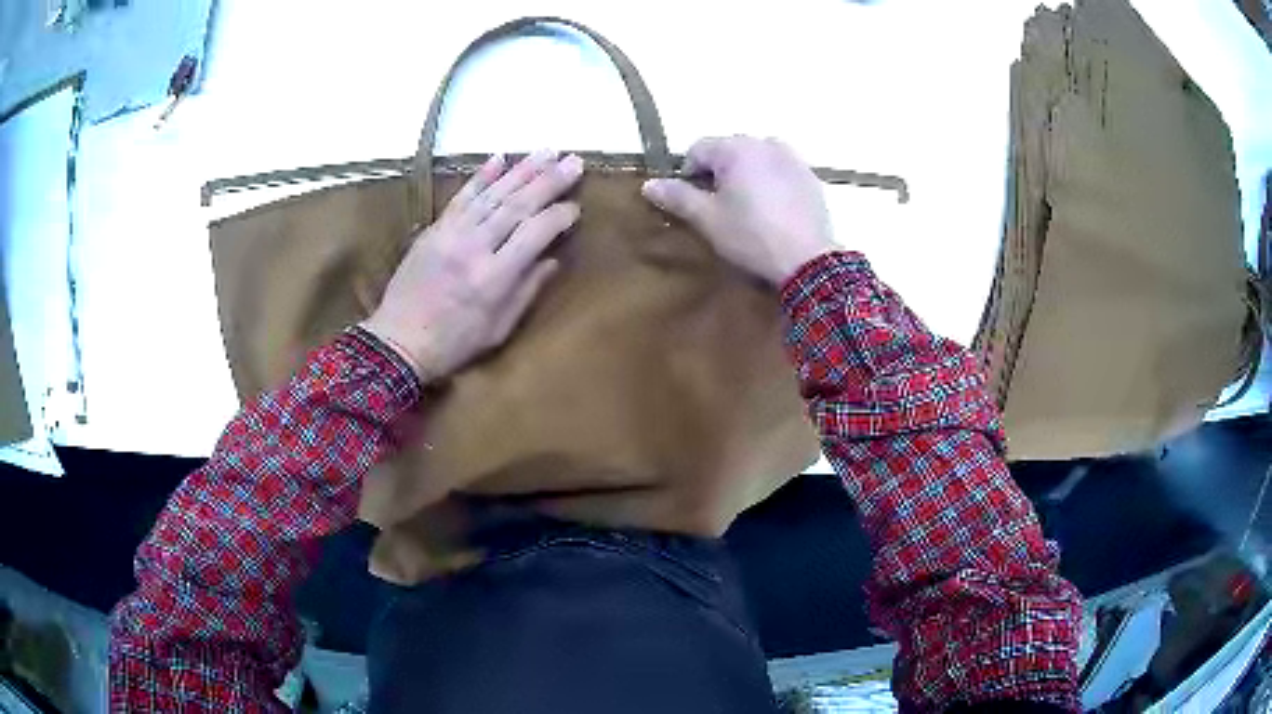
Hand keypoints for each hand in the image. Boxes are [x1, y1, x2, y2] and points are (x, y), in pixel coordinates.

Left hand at [362, 150, 583, 381]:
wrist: (398, 341)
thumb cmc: (454, 343)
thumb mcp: (498, 328)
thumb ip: (527, 290)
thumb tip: (553, 259)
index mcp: (494, 277)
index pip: (536, 232)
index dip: (559, 216)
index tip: (576, 207)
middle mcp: (475, 246)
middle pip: (518, 204)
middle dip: (549, 180)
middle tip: (574, 160)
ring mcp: (451, 233)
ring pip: (493, 194)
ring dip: (522, 169)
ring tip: (548, 151)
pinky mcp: (435, 228)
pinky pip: (462, 195)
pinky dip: (482, 175)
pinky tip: (500, 157)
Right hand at [642, 136, 835, 285]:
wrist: (808, 261)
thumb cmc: (751, 237)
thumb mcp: (708, 219)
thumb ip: (678, 197)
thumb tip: (649, 185)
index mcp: (735, 148)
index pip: (697, 149)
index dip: (688, 175)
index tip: (693, 203)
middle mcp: (764, 142)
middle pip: (728, 151)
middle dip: (718, 173)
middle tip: (720, 208)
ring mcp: (791, 157)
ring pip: (755, 159)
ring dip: (745, 175)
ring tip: (748, 208)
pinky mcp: (810, 176)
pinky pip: (780, 170)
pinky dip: (770, 182)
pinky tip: (773, 211)